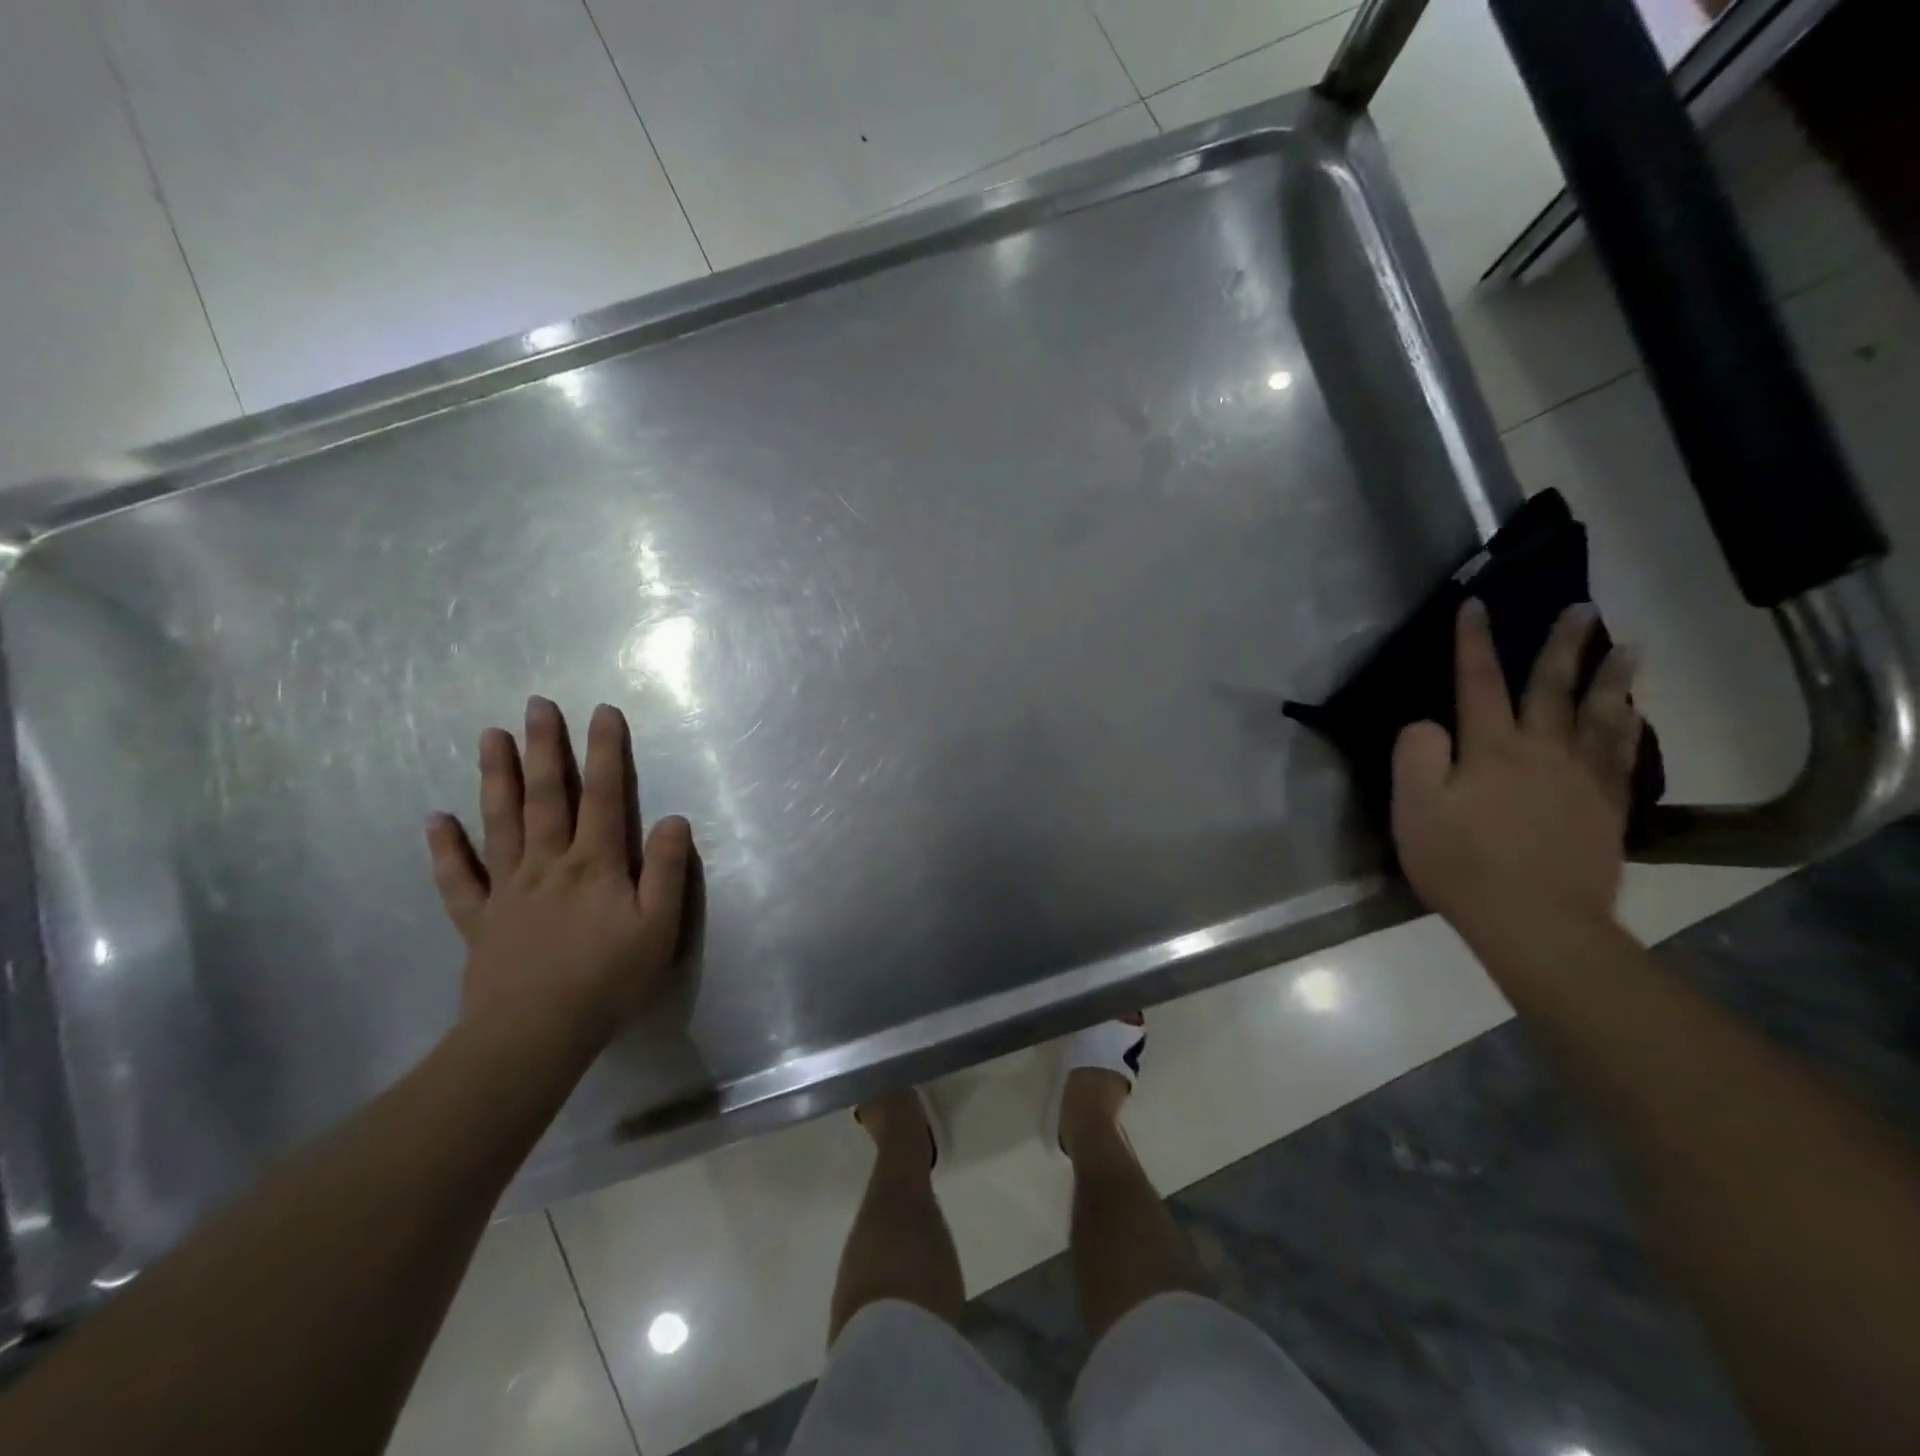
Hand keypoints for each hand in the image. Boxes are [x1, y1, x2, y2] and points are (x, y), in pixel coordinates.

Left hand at [426, 697, 693, 1051]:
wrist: (535, 1035)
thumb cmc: (608, 979)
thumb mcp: (659, 927)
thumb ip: (669, 870)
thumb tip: (676, 818)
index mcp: (595, 863)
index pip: (605, 796)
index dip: (605, 752)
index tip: (602, 711)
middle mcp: (549, 863)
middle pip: (547, 797)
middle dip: (545, 748)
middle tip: (536, 705)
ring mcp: (508, 889)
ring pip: (501, 823)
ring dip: (497, 778)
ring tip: (490, 736)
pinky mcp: (479, 920)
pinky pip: (457, 879)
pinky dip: (445, 848)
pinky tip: (436, 819)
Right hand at [1391, 600, 1638, 950]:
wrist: (1536, 922)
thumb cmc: (1462, 863)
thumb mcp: (1414, 810)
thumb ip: (1416, 756)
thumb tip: (1429, 724)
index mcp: (1491, 749)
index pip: (1479, 683)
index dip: (1474, 642)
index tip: (1477, 604)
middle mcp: (1542, 751)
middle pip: (1553, 688)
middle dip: (1563, 646)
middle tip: (1582, 609)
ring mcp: (1581, 779)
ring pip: (1601, 715)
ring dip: (1612, 678)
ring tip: (1628, 648)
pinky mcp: (1606, 809)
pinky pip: (1622, 755)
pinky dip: (1629, 727)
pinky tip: (1633, 714)